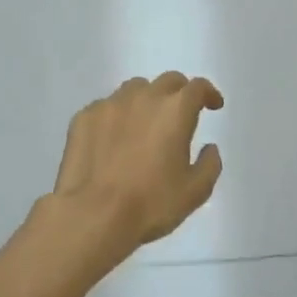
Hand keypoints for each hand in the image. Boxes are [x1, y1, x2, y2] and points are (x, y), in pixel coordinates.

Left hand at [49, 73, 223, 256]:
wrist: (93, 215)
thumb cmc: (151, 204)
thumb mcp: (195, 191)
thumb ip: (209, 164)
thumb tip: (209, 148)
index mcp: (175, 110)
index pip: (197, 87)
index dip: (209, 93)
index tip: (213, 105)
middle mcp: (143, 97)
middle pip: (167, 81)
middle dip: (179, 93)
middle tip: (181, 113)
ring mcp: (110, 105)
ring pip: (134, 89)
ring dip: (147, 100)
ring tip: (145, 123)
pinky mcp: (84, 118)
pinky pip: (106, 107)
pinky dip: (117, 116)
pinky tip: (114, 138)